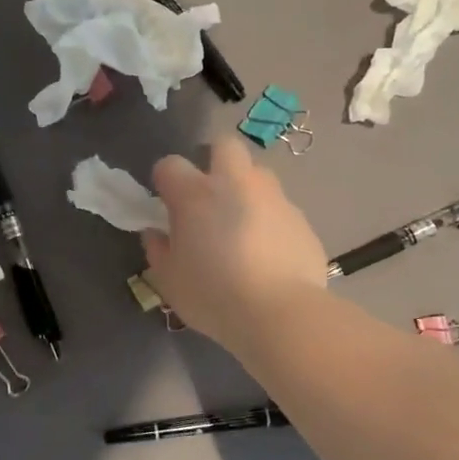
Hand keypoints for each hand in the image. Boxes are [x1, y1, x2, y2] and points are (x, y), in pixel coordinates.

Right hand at [142, 139, 328, 355]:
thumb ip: (158, 250)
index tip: (166, 204)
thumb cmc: (213, 296)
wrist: (280, 313)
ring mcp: (274, 199)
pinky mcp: (302, 220)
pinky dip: (270, 222)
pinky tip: (268, 254)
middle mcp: (236, 184)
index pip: (170, 165)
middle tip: (209, 195)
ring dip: (246, 191)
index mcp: (196, 195)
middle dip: (214, 160)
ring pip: (258, 176)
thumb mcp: (169, 280)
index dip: (165, 181)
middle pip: (224, 146)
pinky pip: (280, 209)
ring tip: (241, 227)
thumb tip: (156, 233)